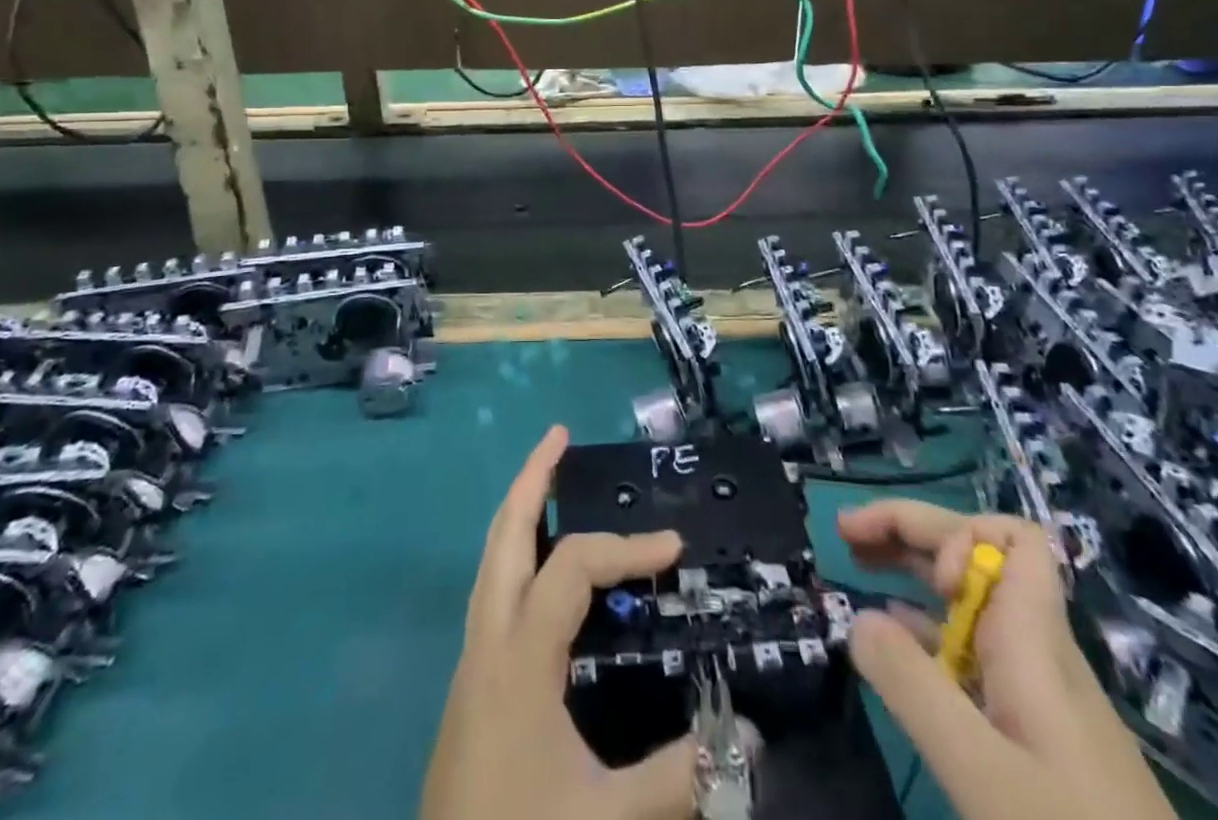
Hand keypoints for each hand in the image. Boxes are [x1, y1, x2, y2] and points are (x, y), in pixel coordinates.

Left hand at [421, 426, 696, 819]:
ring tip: (547, 479)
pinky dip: (515, 554)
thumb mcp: (607, 819)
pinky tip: (540, 570)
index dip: (626, 548)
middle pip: (504, 533)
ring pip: (490, 558)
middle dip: (531, 478)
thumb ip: (680, 776)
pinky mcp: (470, 683)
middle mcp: (489, 639)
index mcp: (520, 655)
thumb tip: (747, 733)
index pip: (573, 566)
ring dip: (518, 510)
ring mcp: (472, 659)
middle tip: (559, 436)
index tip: (675, 548)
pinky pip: (492, 590)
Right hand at [838, 502, 1174, 819]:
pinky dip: (925, 624)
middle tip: (846, 531)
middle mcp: (1036, 647)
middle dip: (911, 530)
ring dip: (911, 568)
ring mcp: (1036, 689)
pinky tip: (894, 639)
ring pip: (971, 596)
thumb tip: (857, 617)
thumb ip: (912, 687)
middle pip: (977, 553)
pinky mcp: (1032, 728)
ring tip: (856, 563)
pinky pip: (971, 645)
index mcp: (1033, 640)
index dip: (960, 533)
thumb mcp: (981, 772)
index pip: (1016, 538)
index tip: (928, 579)